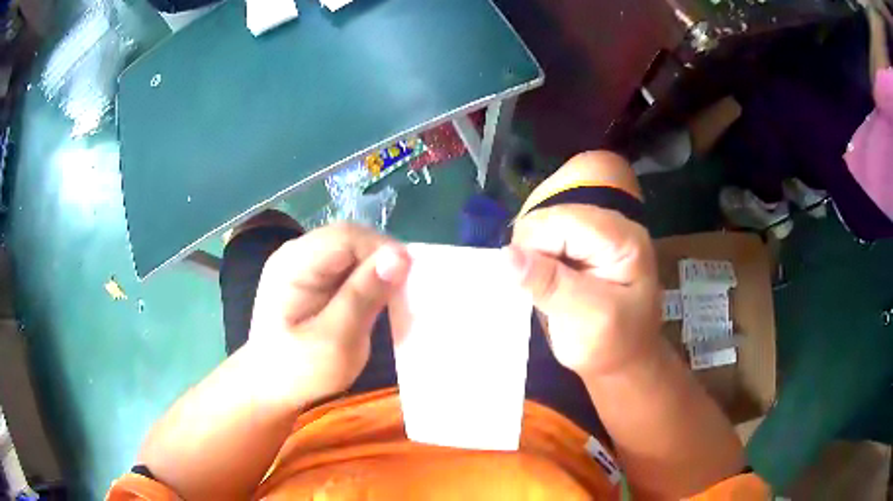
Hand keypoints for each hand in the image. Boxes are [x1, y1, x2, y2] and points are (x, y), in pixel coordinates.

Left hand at [247, 223, 409, 404]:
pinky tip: (376, 297)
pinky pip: (347, 265)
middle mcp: (296, 254)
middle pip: (349, 238)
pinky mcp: (312, 278)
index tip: (409, 279)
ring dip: (376, 269)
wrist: (272, 389)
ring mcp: (302, 264)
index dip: (382, 251)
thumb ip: (363, 297)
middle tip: (405, 290)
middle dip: (381, 259)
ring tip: (394, 295)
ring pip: (351, 249)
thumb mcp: (335, 342)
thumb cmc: (299, 372)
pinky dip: (367, 278)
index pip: (346, 237)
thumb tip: (400, 256)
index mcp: (292, 264)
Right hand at [509, 204, 659, 377]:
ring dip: (532, 259)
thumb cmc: (613, 346)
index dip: (535, 248)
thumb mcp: (586, 320)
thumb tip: (505, 255)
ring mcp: (595, 233)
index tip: (533, 287)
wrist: (623, 361)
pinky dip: (536, 262)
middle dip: (533, 254)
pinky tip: (546, 284)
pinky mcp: (582, 245)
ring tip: (546, 291)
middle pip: (549, 219)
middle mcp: (609, 225)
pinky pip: (544, 240)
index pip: (561, 221)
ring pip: (541, 228)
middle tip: (542, 293)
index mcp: (621, 238)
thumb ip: (549, 285)